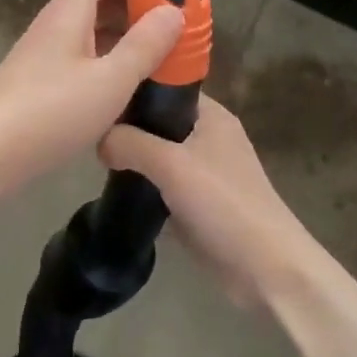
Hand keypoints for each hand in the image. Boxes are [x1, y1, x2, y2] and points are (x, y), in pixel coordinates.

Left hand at [0, 0, 182, 206]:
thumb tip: (173, 9)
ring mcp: (43, 58)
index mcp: (68, 13)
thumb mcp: (109, 80)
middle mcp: (54, 27)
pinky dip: (107, 64)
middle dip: (134, 4)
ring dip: (123, 37)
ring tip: (163, 53)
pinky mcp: (39, 87)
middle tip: (175, 20)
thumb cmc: (49, 111)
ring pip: (89, 34)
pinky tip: (129, 87)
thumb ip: (144, 45)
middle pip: (94, 0)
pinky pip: (80, 61)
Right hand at [100, 96, 314, 305]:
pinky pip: (161, 186)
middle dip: (127, 129)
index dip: (134, 90)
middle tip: (92, 135)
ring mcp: (204, 173)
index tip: (99, 99)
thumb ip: (131, 144)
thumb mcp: (171, 164)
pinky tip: (114, 192)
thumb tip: (99, 139)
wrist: (265, 268)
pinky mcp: (197, 204)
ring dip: (133, 161)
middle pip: (158, 123)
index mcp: (211, 116)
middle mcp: (208, 138)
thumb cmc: (223, 203)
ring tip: (96, 162)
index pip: (166, 88)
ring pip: (158, 157)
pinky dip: (143, 188)